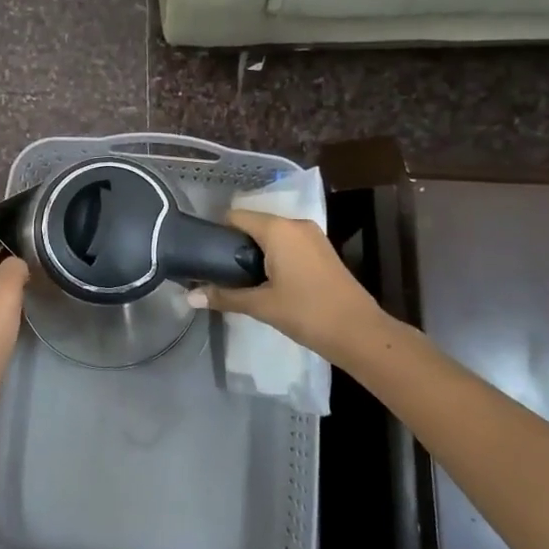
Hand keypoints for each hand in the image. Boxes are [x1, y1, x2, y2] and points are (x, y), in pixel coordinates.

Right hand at [187, 209, 384, 361]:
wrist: (359, 332)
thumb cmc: (306, 312)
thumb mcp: (261, 305)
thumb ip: (224, 296)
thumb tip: (189, 298)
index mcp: (277, 229)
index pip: (236, 216)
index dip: (217, 233)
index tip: (205, 254)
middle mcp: (295, 224)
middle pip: (254, 224)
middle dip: (236, 244)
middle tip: (220, 271)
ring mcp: (312, 236)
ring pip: (272, 235)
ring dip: (256, 252)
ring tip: (241, 278)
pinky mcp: (322, 250)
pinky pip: (289, 243)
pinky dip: (274, 256)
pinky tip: (268, 281)